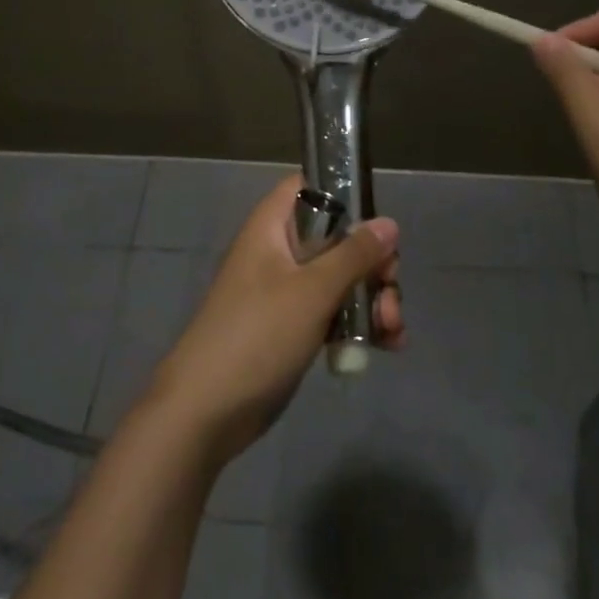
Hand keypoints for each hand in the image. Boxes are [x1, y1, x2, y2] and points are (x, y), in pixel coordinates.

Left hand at [144, 174, 403, 464]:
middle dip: (372, 263)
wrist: (206, 411)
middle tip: (390, 289)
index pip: (309, 187)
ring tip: (392, 332)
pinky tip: (387, 346)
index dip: (344, 195)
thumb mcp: (312, 290)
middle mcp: (279, 250)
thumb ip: (354, 255)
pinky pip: (333, 312)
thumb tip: (389, 222)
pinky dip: (359, 324)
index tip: (376, 223)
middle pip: (337, 237)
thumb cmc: (257, 334)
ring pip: (340, 278)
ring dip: (372, 299)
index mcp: (272, 226)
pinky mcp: (292, 327)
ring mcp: (286, 291)